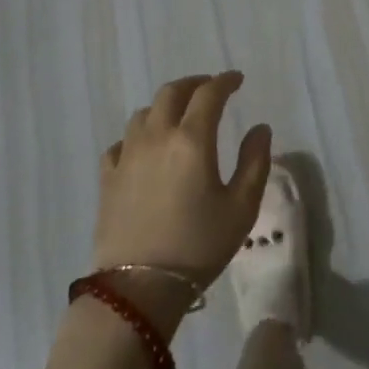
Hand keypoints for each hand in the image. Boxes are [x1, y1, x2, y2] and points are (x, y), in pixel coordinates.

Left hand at [92, 72, 272, 330]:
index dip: (225, 81)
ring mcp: (127, 155)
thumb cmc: (198, 246)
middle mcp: (156, 137)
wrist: (139, 288)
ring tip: (178, 116)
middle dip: (194, 84)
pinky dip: (137, 135)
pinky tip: (144, 148)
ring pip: (144, 113)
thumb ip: (255, 162)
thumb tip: (260, 128)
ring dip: (165, 106)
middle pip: (171, 93)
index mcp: (192, 139)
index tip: (237, 80)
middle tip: (209, 88)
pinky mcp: (108, 178)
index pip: (209, 94)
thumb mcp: (241, 207)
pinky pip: (121, 142)